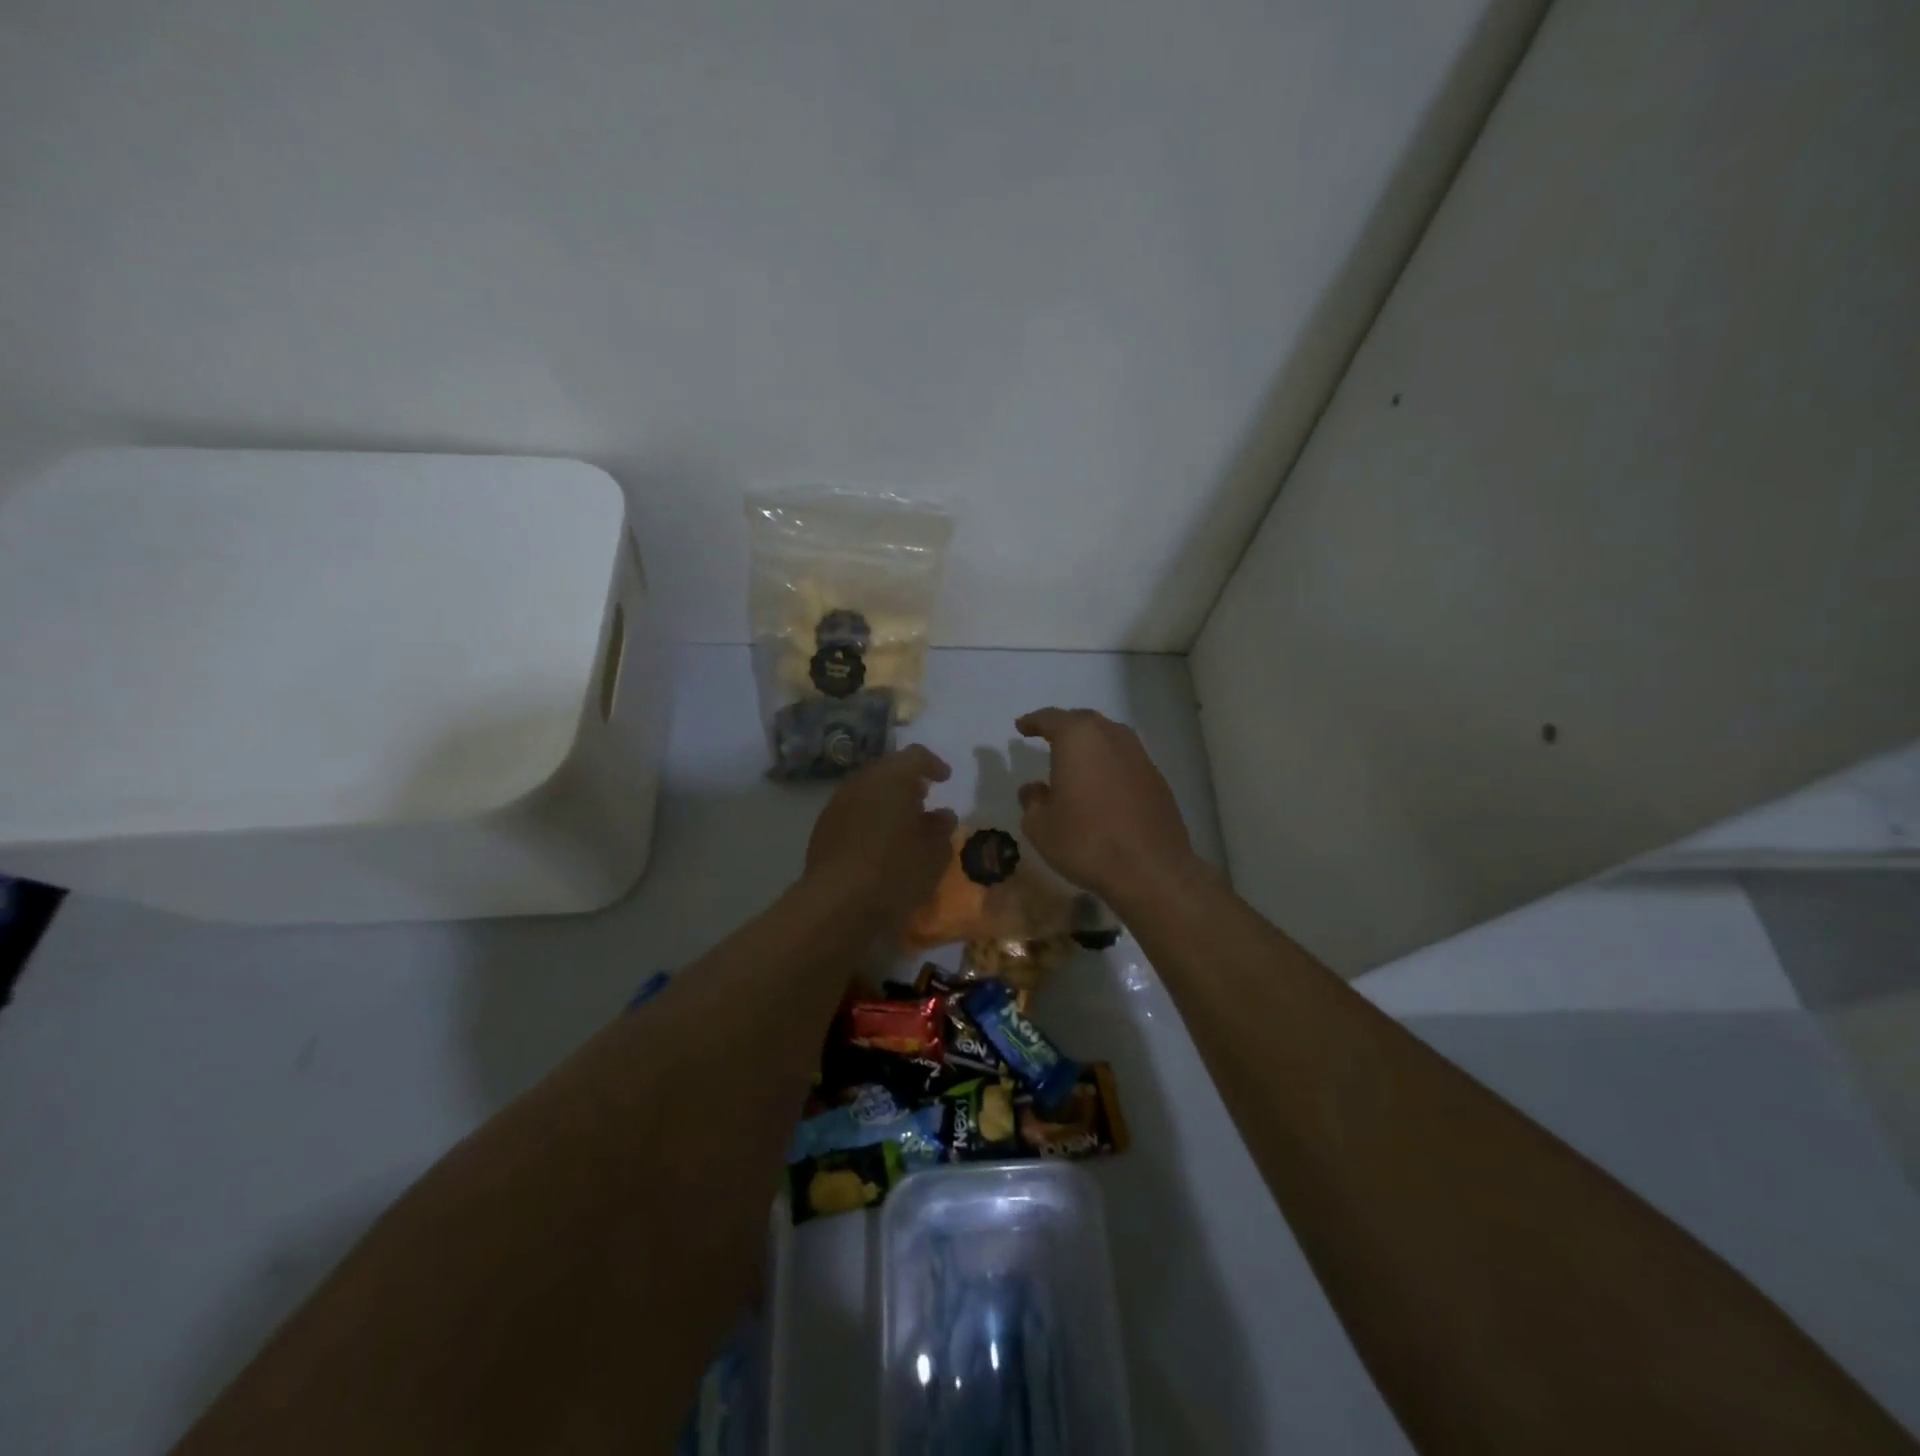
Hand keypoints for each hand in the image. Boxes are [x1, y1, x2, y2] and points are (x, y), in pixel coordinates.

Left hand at [804, 745, 957, 923]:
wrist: (837, 902)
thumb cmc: (895, 871)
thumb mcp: (934, 854)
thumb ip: (942, 829)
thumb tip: (942, 816)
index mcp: (892, 778)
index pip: (915, 756)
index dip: (933, 764)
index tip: (944, 779)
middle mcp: (862, 782)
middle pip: (887, 770)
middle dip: (907, 782)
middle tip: (923, 800)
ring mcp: (837, 803)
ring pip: (867, 790)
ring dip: (885, 800)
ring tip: (901, 824)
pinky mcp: (822, 827)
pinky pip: (851, 811)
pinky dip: (867, 817)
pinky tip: (876, 842)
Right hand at [1014, 708, 1196, 904]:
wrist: (1150, 870)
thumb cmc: (1086, 842)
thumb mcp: (1041, 826)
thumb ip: (1032, 802)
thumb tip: (1034, 790)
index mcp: (1078, 739)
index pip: (1051, 718)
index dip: (1034, 721)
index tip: (1022, 727)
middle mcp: (1112, 737)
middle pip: (1084, 721)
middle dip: (1064, 727)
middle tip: (1049, 737)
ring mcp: (1139, 756)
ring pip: (1109, 738)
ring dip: (1090, 745)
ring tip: (1076, 761)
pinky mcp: (1157, 779)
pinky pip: (1126, 760)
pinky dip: (1109, 765)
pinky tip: (1102, 786)